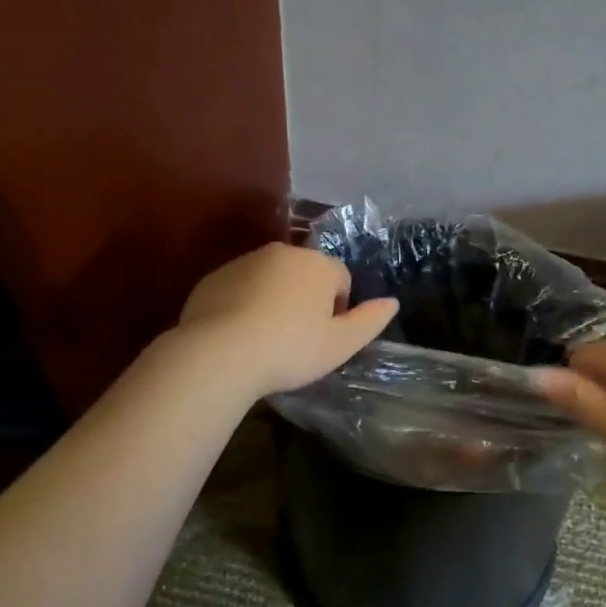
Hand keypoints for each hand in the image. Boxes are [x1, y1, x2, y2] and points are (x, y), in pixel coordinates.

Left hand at [177, 242, 398, 397]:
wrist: (219, 353)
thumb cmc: (291, 349)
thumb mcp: (341, 344)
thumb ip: (370, 320)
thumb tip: (392, 302)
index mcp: (318, 265)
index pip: (341, 278)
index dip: (339, 308)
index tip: (325, 337)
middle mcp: (282, 253)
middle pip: (305, 274)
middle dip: (306, 299)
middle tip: (298, 338)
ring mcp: (244, 262)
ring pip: (271, 278)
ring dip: (275, 299)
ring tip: (267, 338)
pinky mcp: (214, 277)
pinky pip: (239, 288)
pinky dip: (244, 304)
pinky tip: (239, 335)